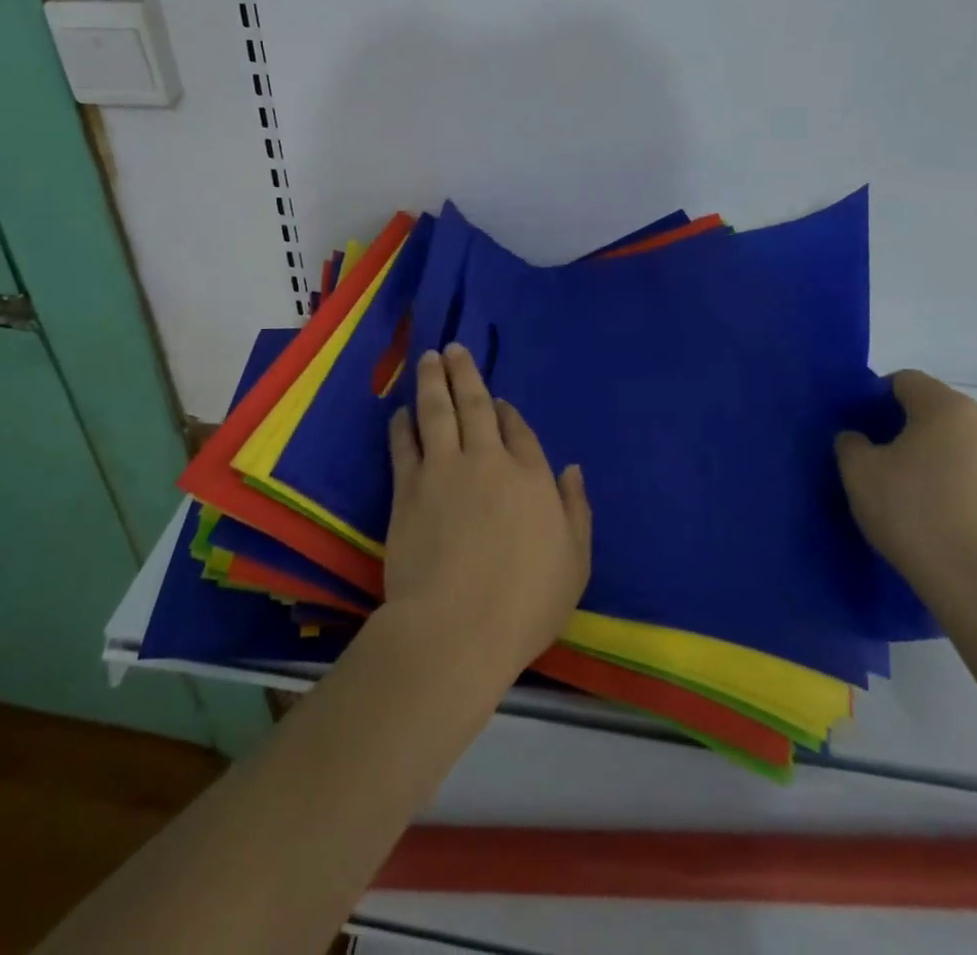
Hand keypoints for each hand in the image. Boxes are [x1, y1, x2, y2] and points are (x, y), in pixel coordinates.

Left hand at [384, 344, 591, 682]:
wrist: (455, 627)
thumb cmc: (525, 604)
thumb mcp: (574, 563)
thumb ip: (576, 511)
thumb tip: (572, 469)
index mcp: (530, 477)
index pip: (518, 431)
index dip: (507, 413)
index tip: (498, 402)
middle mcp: (487, 461)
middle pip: (475, 406)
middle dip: (464, 374)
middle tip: (453, 348)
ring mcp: (443, 470)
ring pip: (437, 412)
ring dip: (432, 382)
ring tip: (429, 359)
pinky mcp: (408, 489)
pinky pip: (405, 444)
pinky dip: (403, 424)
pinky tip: (400, 411)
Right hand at [834, 371, 976, 612]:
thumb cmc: (914, 515)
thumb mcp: (859, 473)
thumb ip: (850, 443)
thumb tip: (860, 439)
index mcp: (948, 407)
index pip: (905, 381)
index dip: (875, 398)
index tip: (860, 430)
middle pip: (936, 410)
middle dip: (906, 428)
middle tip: (879, 462)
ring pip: (961, 444)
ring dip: (935, 457)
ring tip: (912, 493)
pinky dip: (959, 483)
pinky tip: (942, 516)